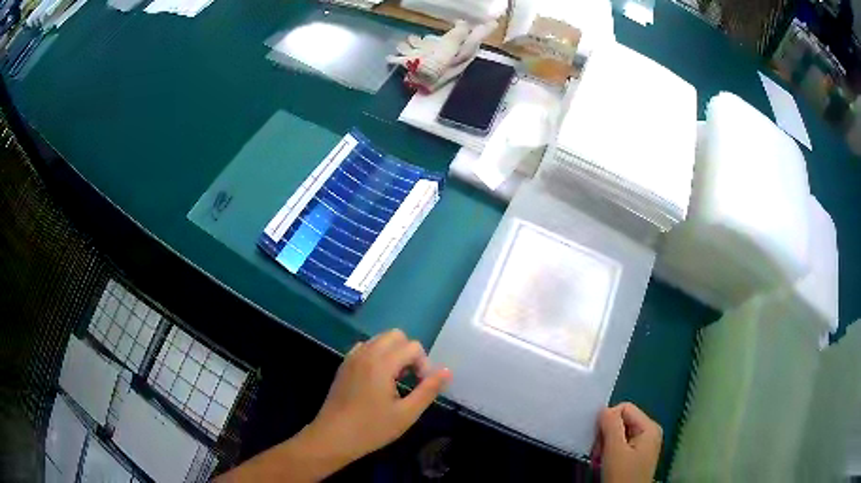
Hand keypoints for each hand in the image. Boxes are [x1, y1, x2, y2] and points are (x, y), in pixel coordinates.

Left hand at [303, 329, 451, 464]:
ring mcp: (352, 358)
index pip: (413, 346)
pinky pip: (365, 348)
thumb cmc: (372, 428)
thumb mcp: (406, 414)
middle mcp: (366, 353)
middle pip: (395, 335)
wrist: (333, 437)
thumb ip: (428, 390)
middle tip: (410, 379)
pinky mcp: (344, 365)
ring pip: (379, 340)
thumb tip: (447, 371)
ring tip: (395, 381)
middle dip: (409, 353)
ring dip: (393, 353)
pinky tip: (377, 380)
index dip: (424, 364)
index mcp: (382, 363)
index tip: (421, 386)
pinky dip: (377, 355)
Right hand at [595, 403, 661, 482]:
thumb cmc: (623, 475)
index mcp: (649, 427)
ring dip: (605, 445)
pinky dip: (609, 452)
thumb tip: (603, 408)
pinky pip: (621, 444)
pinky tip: (603, 463)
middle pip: (622, 421)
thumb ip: (610, 426)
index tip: (597, 440)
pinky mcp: (637, 454)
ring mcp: (644, 444)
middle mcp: (649, 432)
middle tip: (597, 453)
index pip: (625, 408)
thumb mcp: (615, 450)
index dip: (607, 420)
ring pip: (619, 433)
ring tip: (599, 460)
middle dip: (605, 435)